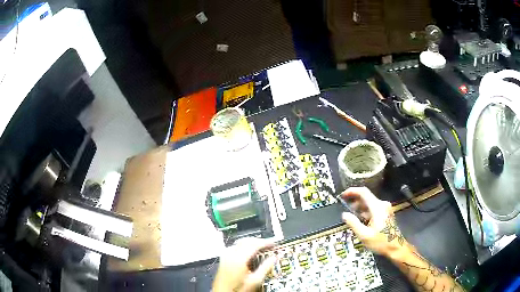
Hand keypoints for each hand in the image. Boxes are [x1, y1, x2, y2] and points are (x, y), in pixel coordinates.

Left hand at [212, 237, 275, 291]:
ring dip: (250, 243)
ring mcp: (225, 257)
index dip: (265, 243)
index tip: (273, 244)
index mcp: (238, 259)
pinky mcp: (223, 260)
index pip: (254, 244)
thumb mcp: (254, 281)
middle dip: (258, 241)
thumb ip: (265, 268)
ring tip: (260, 248)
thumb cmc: (237, 290)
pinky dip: (243, 247)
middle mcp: (230, 255)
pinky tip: (248, 253)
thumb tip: (273, 258)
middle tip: (268, 245)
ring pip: (239, 243)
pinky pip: (234, 247)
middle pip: (245, 241)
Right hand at [341, 187, 409, 258]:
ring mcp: (385, 209)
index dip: (352, 191)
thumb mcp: (364, 235)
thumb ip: (353, 223)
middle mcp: (382, 204)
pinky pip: (373, 208)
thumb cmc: (381, 242)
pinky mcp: (386, 213)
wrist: (395, 247)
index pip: (363, 192)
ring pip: (369, 203)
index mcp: (377, 207)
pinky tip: (361, 221)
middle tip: (345, 209)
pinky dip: (365, 212)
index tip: (343, 195)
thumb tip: (344, 214)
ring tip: (351, 216)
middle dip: (355, 202)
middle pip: (366, 197)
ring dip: (360, 208)